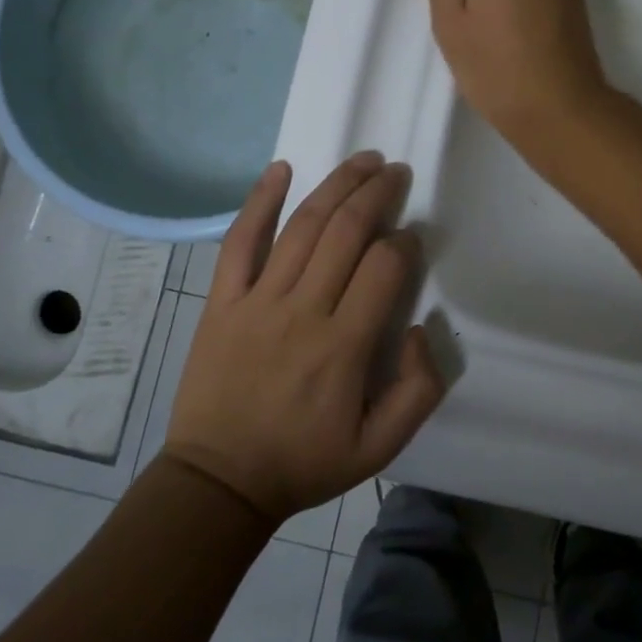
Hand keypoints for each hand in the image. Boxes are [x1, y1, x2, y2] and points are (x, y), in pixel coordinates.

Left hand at [162, 153, 444, 521]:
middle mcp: (302, 311)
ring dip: (336, 185)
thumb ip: (419, 390)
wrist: (219, 481)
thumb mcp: (380, 447)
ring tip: (363, 160)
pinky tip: (281, 168)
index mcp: (344, 346)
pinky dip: (260, 201)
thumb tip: (422, 327)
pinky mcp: (222, 300)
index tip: (411, 236)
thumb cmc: (304, 461)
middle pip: (346, 232)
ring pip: (303, 226)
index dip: (404, 242)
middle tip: (396, 172)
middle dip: (377, 194)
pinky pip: (240, 241)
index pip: (383, 268)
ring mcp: (257, 300)